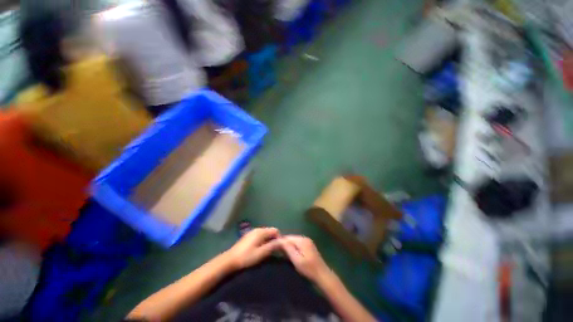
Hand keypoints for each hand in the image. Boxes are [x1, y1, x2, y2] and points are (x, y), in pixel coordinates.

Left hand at [225, 227, 280, 269]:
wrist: (230, 260)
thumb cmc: (246, 257)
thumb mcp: (261, 253)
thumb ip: (272, 246)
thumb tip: (282, 242)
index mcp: (261, 232)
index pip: (275, 230)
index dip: (279, 238)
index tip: (280, 248)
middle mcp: (258, 229)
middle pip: (270, 231)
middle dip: (274, 239)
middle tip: (274, 250)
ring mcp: (253, 232)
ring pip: (265, 233)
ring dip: (269, 240)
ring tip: (268, 251)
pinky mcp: (249, 236)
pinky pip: (260, 235)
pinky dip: (263, 240)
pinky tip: (260, 249)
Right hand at [279, 235, 330, 281]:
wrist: (323, 275)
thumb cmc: (309, 269)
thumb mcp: (297, 260)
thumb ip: (288, 249)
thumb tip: (280, 240)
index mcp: (302, 240)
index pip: (288, 238)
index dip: (280, 241)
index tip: (272, 245)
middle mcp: (305, 238)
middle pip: (291, 238)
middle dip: (283, 242)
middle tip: (275, 248)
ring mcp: (307, 242)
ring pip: (294, 241)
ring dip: (287, 244)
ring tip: (279, 250)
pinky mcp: (309, 246)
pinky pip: (297, 243)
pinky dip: (292, 246)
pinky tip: (288, 252)